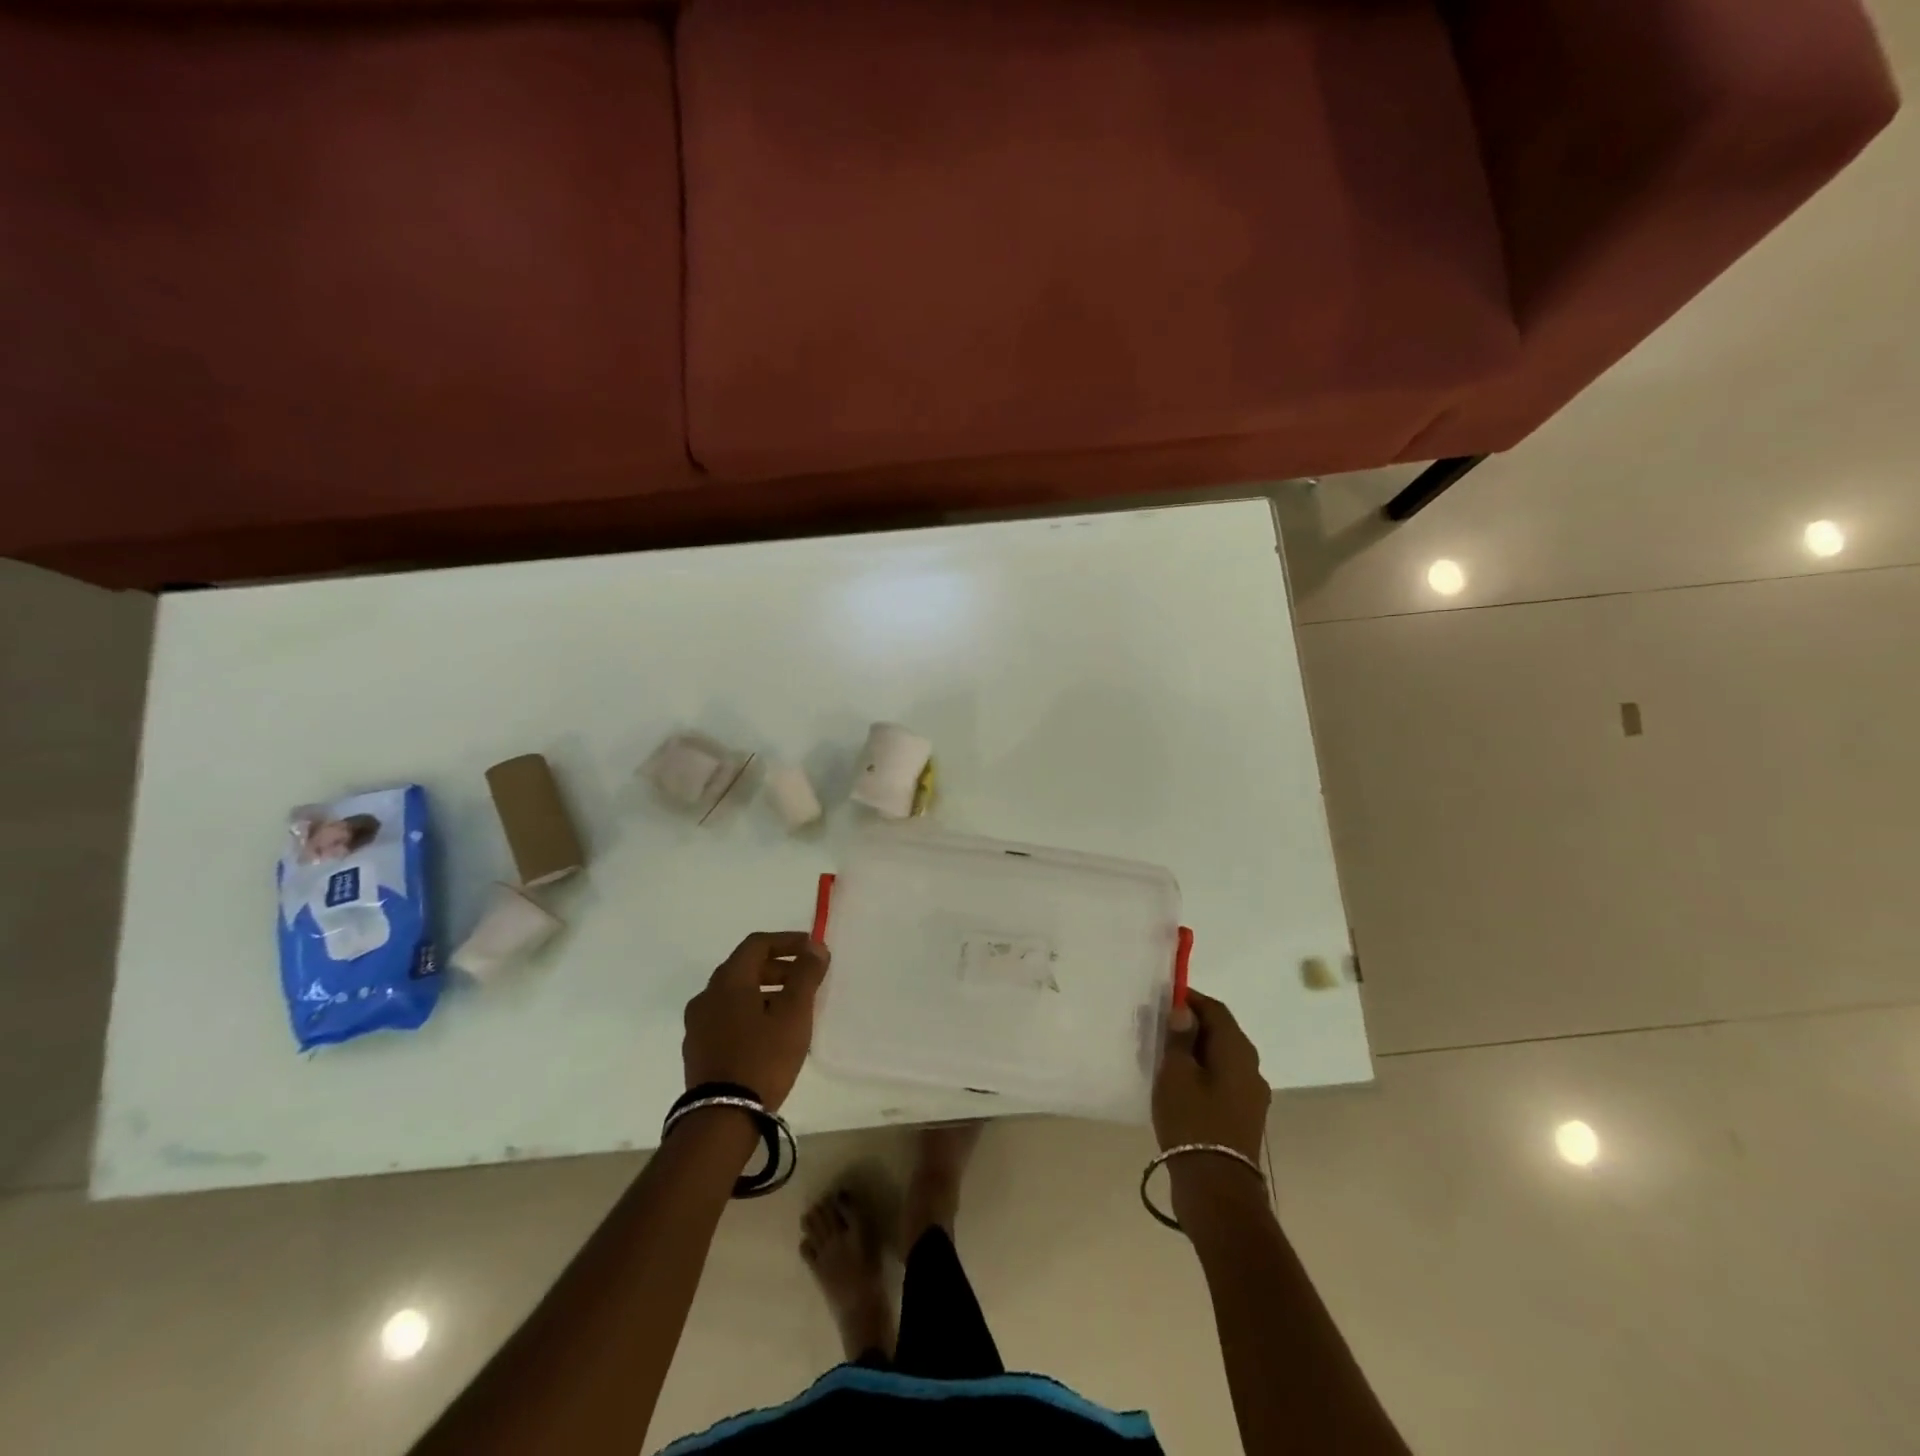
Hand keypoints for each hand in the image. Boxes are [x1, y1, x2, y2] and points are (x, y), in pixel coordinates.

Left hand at [682, 932, 829, 1111]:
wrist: (722, 1119)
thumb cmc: (763, 1058)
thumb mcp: (794, 1013)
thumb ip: (805, 975)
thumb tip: (814, 946)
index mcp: (728, 981)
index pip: (757, 944)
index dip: (787, 941)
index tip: (812, 950)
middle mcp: (706, 996)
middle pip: (745, 968)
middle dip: (778, 968)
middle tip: (806, 979)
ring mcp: (698, 1025)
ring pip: (735, 995)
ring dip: (765, 992)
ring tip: (792, 1009)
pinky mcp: (698, 1050)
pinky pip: (727, 1017)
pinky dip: (750, 1013)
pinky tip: (770, 1034)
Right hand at [1152, 990, 1269, 1162]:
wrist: (1217, 1189)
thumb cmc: (1193, 1122)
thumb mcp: (1176, 1074)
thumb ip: (1179, 1038)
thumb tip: (1184, 1012)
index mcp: (1237, 1050)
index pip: (1215, 1009)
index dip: (1190, 999)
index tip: (1163, 999)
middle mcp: (1251, 1067)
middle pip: (1220, 1032)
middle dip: (1190, 1025)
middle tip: (1158, 1027)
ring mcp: (1251, 1095)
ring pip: (1221, 1058)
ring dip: (1195, 1051)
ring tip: (1164, 1056)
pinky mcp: (1243, 1117)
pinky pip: (1222, 1081)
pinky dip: (1202, 1074)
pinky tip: (1178, 1085)